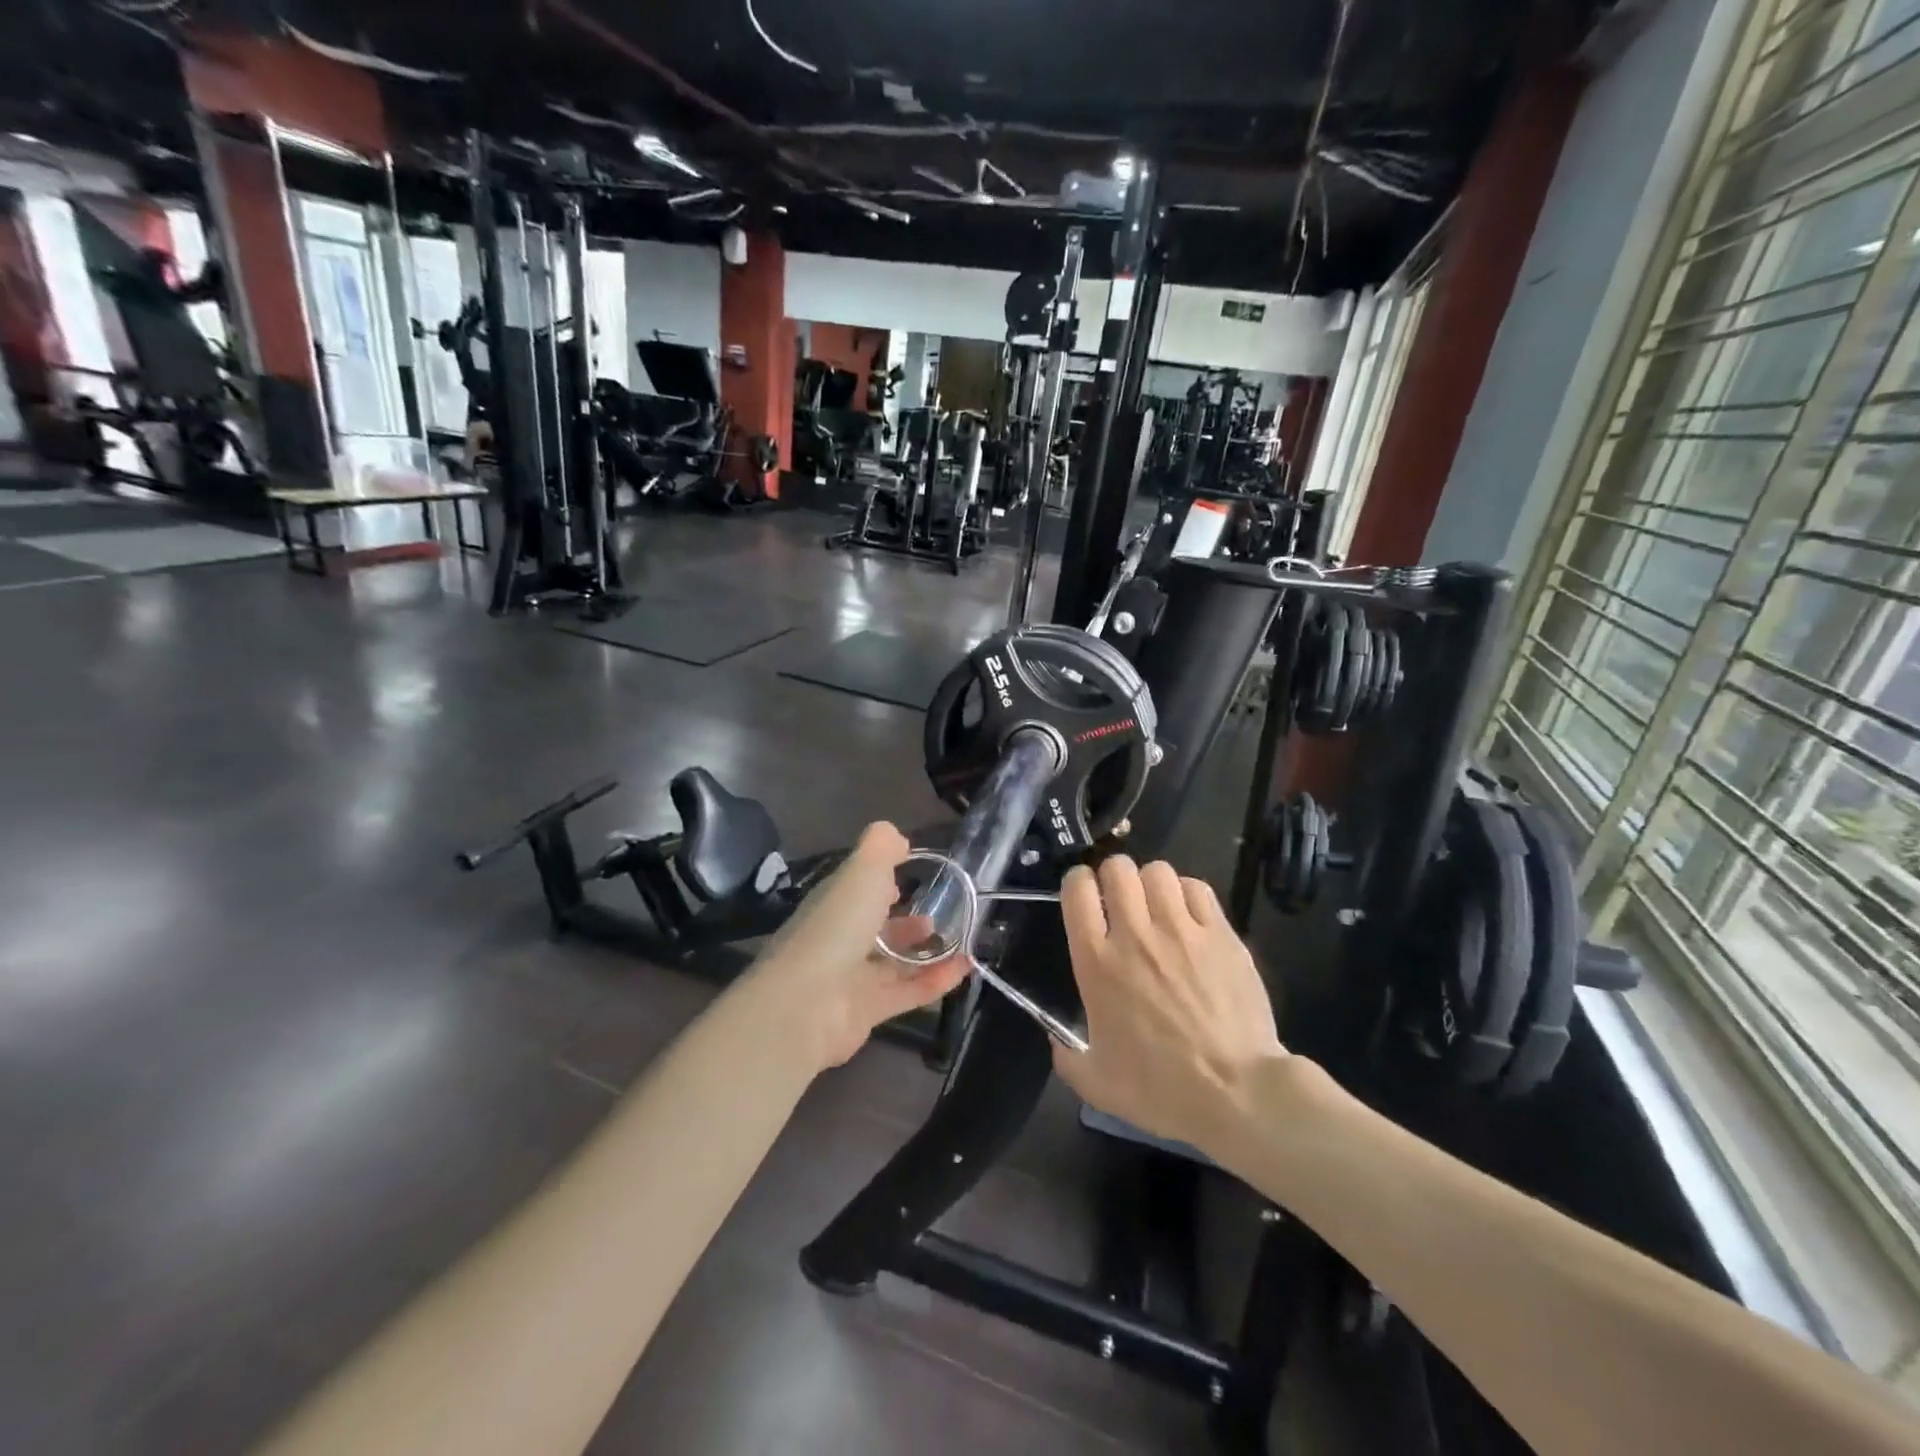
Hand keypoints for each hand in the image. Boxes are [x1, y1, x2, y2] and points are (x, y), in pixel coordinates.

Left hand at [754, 822, 968, 1069]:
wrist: (807, 1004)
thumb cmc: (836, 926)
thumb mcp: (862, 871)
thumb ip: (881, 847)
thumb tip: (898, 837)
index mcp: (833, 903)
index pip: (856, 888)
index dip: (877, 880)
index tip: (905, 873)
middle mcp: (839, 939)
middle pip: (873, 927)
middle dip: (902, 920)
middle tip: (937, 913)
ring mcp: (852, 978)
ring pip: (892, 962)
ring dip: (923, 951)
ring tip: (956, 938)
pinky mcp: (869, 1011)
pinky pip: (909, 992)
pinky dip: (937, 980)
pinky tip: (966, 967)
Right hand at [1052, 856, 1287, 1155]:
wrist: (1237, 1093)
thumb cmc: (1161, 1089)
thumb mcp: (1096, 1083)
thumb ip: (1067, 1057)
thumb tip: (1055, 1039)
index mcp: (1097, 962)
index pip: (1076, 891)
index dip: (1076, 883)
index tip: (1083, 895)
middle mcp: (1135, 934)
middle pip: (1117, 869)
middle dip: (1113, 876)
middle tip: (1119, 899)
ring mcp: (1182, 930)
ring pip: (1158, 871)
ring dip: (1151, 883)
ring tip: (1156, 906)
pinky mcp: (1221, 934)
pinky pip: (1198, 889)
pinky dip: (1187, 894)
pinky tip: (1189, 915)